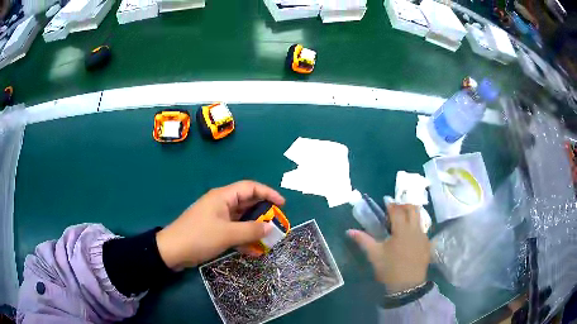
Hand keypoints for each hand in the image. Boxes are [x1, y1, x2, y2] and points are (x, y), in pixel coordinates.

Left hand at [156, 181, 285, 270]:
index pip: (250, 188)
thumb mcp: (227, 234)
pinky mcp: (215, 230)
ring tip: (268, 239)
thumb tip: (270, 228)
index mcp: (223, 197)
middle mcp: (221, 204)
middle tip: (277, 225)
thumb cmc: (199, 237)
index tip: (282, 204)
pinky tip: (253, 251)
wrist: (172, 251)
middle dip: (263, 214)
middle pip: (247, 203)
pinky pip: (234, 231)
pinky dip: (244, 239)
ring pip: (242, 219)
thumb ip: (251, 230)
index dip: (268, 193)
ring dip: (254, 228)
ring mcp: (218, 218)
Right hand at [347, 204, 430, 292]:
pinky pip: (423, 229)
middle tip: (394, 210)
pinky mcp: (428, 244)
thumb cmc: (389, 269)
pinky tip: (409, 236)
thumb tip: (349, 230)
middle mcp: (415, 229)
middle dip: (404, 205)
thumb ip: (363, 240)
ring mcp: (423, 236)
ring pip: (420, 217)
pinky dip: (416, 227)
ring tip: (402, 221)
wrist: (407, 285)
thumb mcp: (375, 255)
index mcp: (401, 230)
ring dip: (411, 214)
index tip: (385, 204)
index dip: (391, 205)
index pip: (397, 211)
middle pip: (412, 208)